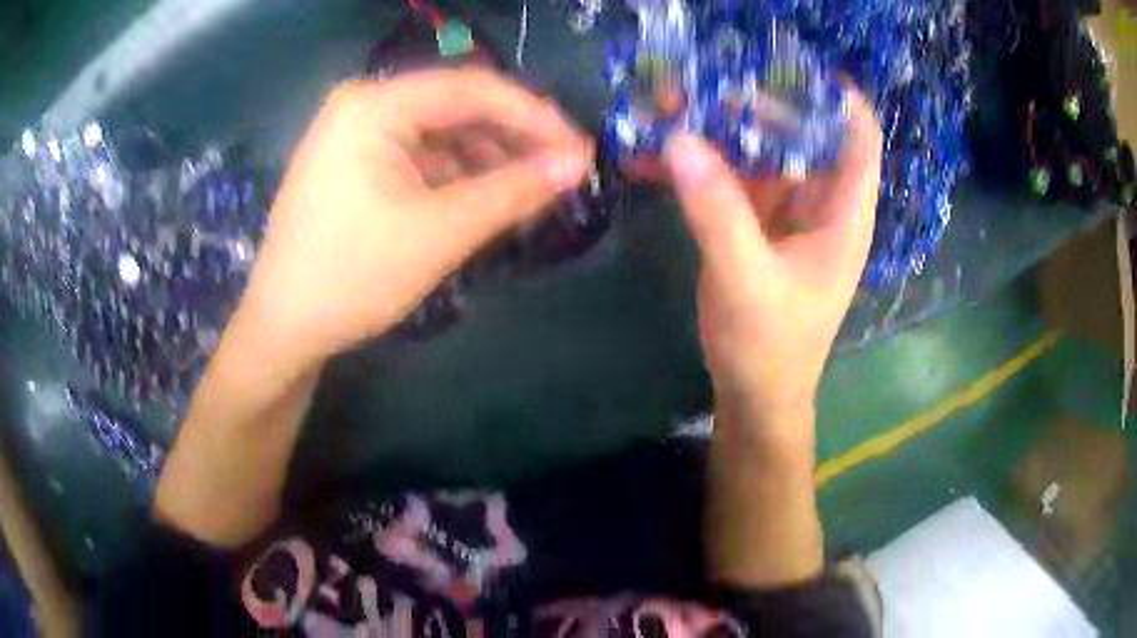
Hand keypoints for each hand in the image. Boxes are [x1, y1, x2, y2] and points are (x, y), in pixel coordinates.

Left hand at [240, 67, 593, 368]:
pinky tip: (481, 200)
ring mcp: (354, 131)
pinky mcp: (352, 160)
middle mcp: (363, 103)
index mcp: (375, 105)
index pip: (474, 89)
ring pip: (440, 132)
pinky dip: (454, 174)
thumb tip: (578, 162)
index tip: (580, 150)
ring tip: (526, 195)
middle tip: (560, 174)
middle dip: (511, 140)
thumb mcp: (441, 232)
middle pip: (456, 107)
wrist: (282, 327)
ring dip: (486, 159)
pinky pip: (417, 153)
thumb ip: (514, 190)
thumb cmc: (352, 278)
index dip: (535, 116)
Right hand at [664, 91, 881, 442]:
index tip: (790, 64)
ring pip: (762, 152)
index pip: (858, 137)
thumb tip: (679, 139)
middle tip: (708, 79)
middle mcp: (821, 203)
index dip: (836, 96)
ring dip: (722, 128)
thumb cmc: (770, 347)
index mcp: (844, 214)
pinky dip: (702, 163)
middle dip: (759, 103)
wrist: (755, 395)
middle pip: (803, 133)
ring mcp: (787, 212)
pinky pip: (732, 178)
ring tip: (673, 104)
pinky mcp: (756, 223)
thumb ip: (717, 211)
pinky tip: (661, 152)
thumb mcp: (746, 280)